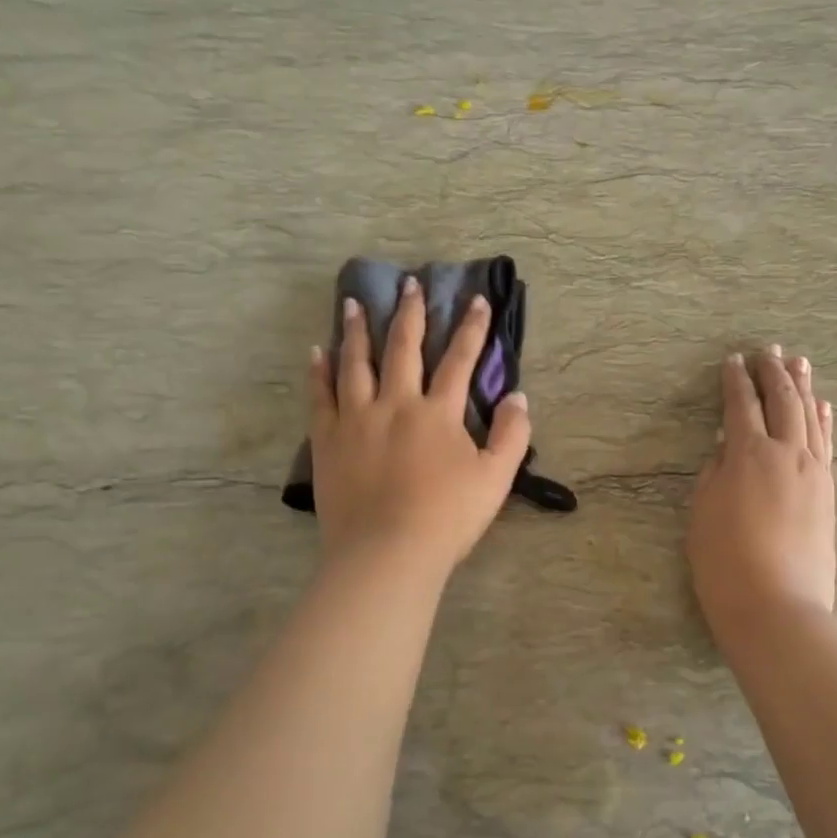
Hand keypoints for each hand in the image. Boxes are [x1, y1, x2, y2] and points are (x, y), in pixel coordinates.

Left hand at [308, 276, 530, 579]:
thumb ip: (511, 435)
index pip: (460, 360)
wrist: (386, 554)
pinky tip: (318, 351)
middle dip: (411, 313)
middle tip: (409, 284)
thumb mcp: (495, 479)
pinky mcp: (328, 440)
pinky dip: (320, 371)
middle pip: (403, 348)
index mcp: (438, 412)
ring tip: (355, 302)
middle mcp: (396, 403)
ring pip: (356, 362)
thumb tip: (518, 396)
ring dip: (358, 330)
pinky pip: (321, 396)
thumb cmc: (446, 518)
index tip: (477, 299)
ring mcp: (356, 419)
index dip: (472, 328)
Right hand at [688, 347, 836, 635]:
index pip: (741, 405)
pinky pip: (827, 443)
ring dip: (802, 386)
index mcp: (748, 454)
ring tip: (798, 362)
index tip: (732, 360)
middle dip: (773, 372)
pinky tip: (822, 405)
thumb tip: (728, 446)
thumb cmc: (724, 562)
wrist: (777, 608)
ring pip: (809, 416)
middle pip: (782, 400)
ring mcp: (813, 471)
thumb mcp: (702, 512)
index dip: (735, 380)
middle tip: (768, 350)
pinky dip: (823, 419)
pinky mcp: (828, 492)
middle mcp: (786, 452)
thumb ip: (715, 472)